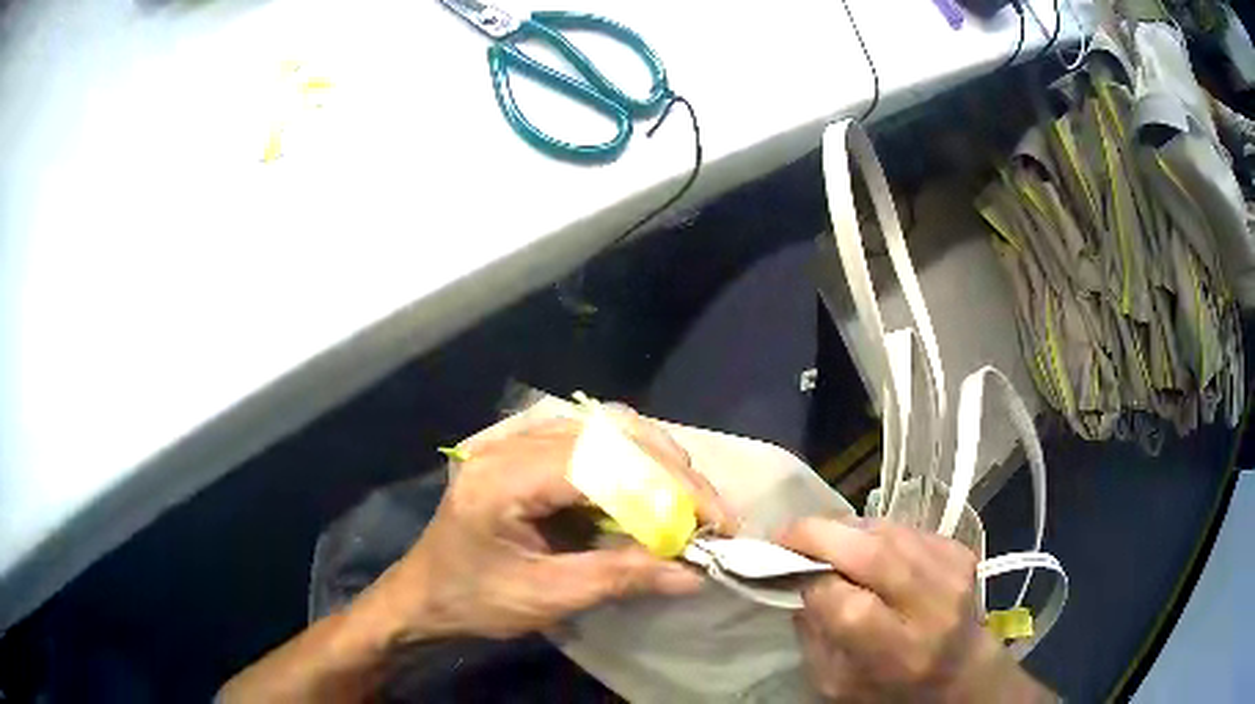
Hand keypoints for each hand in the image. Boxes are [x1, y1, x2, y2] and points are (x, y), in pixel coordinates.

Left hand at [358, 410, 735, 642]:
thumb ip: (621, 578)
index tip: (714, 523)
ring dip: (657, 464)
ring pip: (606, 429)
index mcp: (502, 478)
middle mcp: (509, 443)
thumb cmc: (474, 601)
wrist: (424, 595)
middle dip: (671, 472)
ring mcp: (515, 440)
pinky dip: (633, 466)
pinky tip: (652, 494)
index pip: (602, 463)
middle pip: (609, 433)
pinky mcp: (526, 450)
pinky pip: (592, 442)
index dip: (666, 489)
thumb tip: (694, 573)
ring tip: (690, 505)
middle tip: (711, 515)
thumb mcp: (547, 597)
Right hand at [778, 519, 1052, 702]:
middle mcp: (932, 605)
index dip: (810, 582)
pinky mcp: (959, 548)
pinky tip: (861, 546)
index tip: (784, 573)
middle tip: (785, 533)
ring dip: (845, 529)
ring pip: (886, 530)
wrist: (962, 669)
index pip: (846, 603)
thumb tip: (798, 583)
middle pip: (871, 554)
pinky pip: (903, 527)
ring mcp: (951, 570)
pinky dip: (873, 531)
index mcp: (899, 651)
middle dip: (819, 536)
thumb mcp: (837, 683)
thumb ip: (814, 637)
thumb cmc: (892, 688)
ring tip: (820, 538)